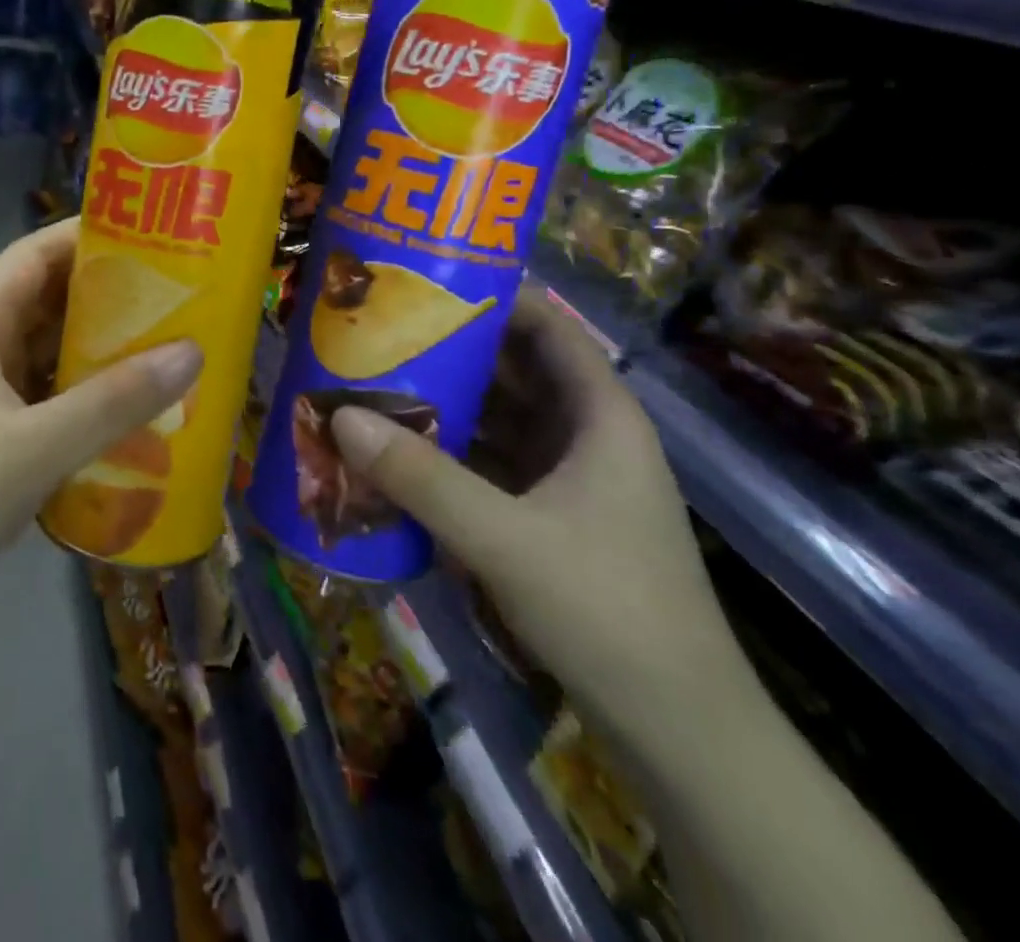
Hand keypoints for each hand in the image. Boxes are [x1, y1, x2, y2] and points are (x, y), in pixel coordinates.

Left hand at [0, 220, 202, 602]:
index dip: (84, 237)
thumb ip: (115, 401)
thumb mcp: (36, 445)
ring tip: (166, 346)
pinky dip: (87, 398)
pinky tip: (132, 412)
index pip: (31, 256)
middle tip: (174, 293)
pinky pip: (49, 401)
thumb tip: (192, 352)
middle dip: (105, 294)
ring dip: (99, 350)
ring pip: (49, 355)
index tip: (146, 234)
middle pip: (45, 302)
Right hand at [331, 286, 746, 744]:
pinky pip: (493, 465)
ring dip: (448, 405)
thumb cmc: (608, 612)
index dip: (495, 299)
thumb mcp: (506, 539)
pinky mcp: (551, 520)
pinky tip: (403, 453)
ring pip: (502, 421)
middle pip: (516, 372)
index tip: (428, 284)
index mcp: (600, 416)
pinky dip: (453, 454)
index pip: (549, 328)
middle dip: (453, 352)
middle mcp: (587, 436)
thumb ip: (423, 479)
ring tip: (379, 383)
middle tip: (383, 334)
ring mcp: (570, 481)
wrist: (678, 733)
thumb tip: (341, 417)